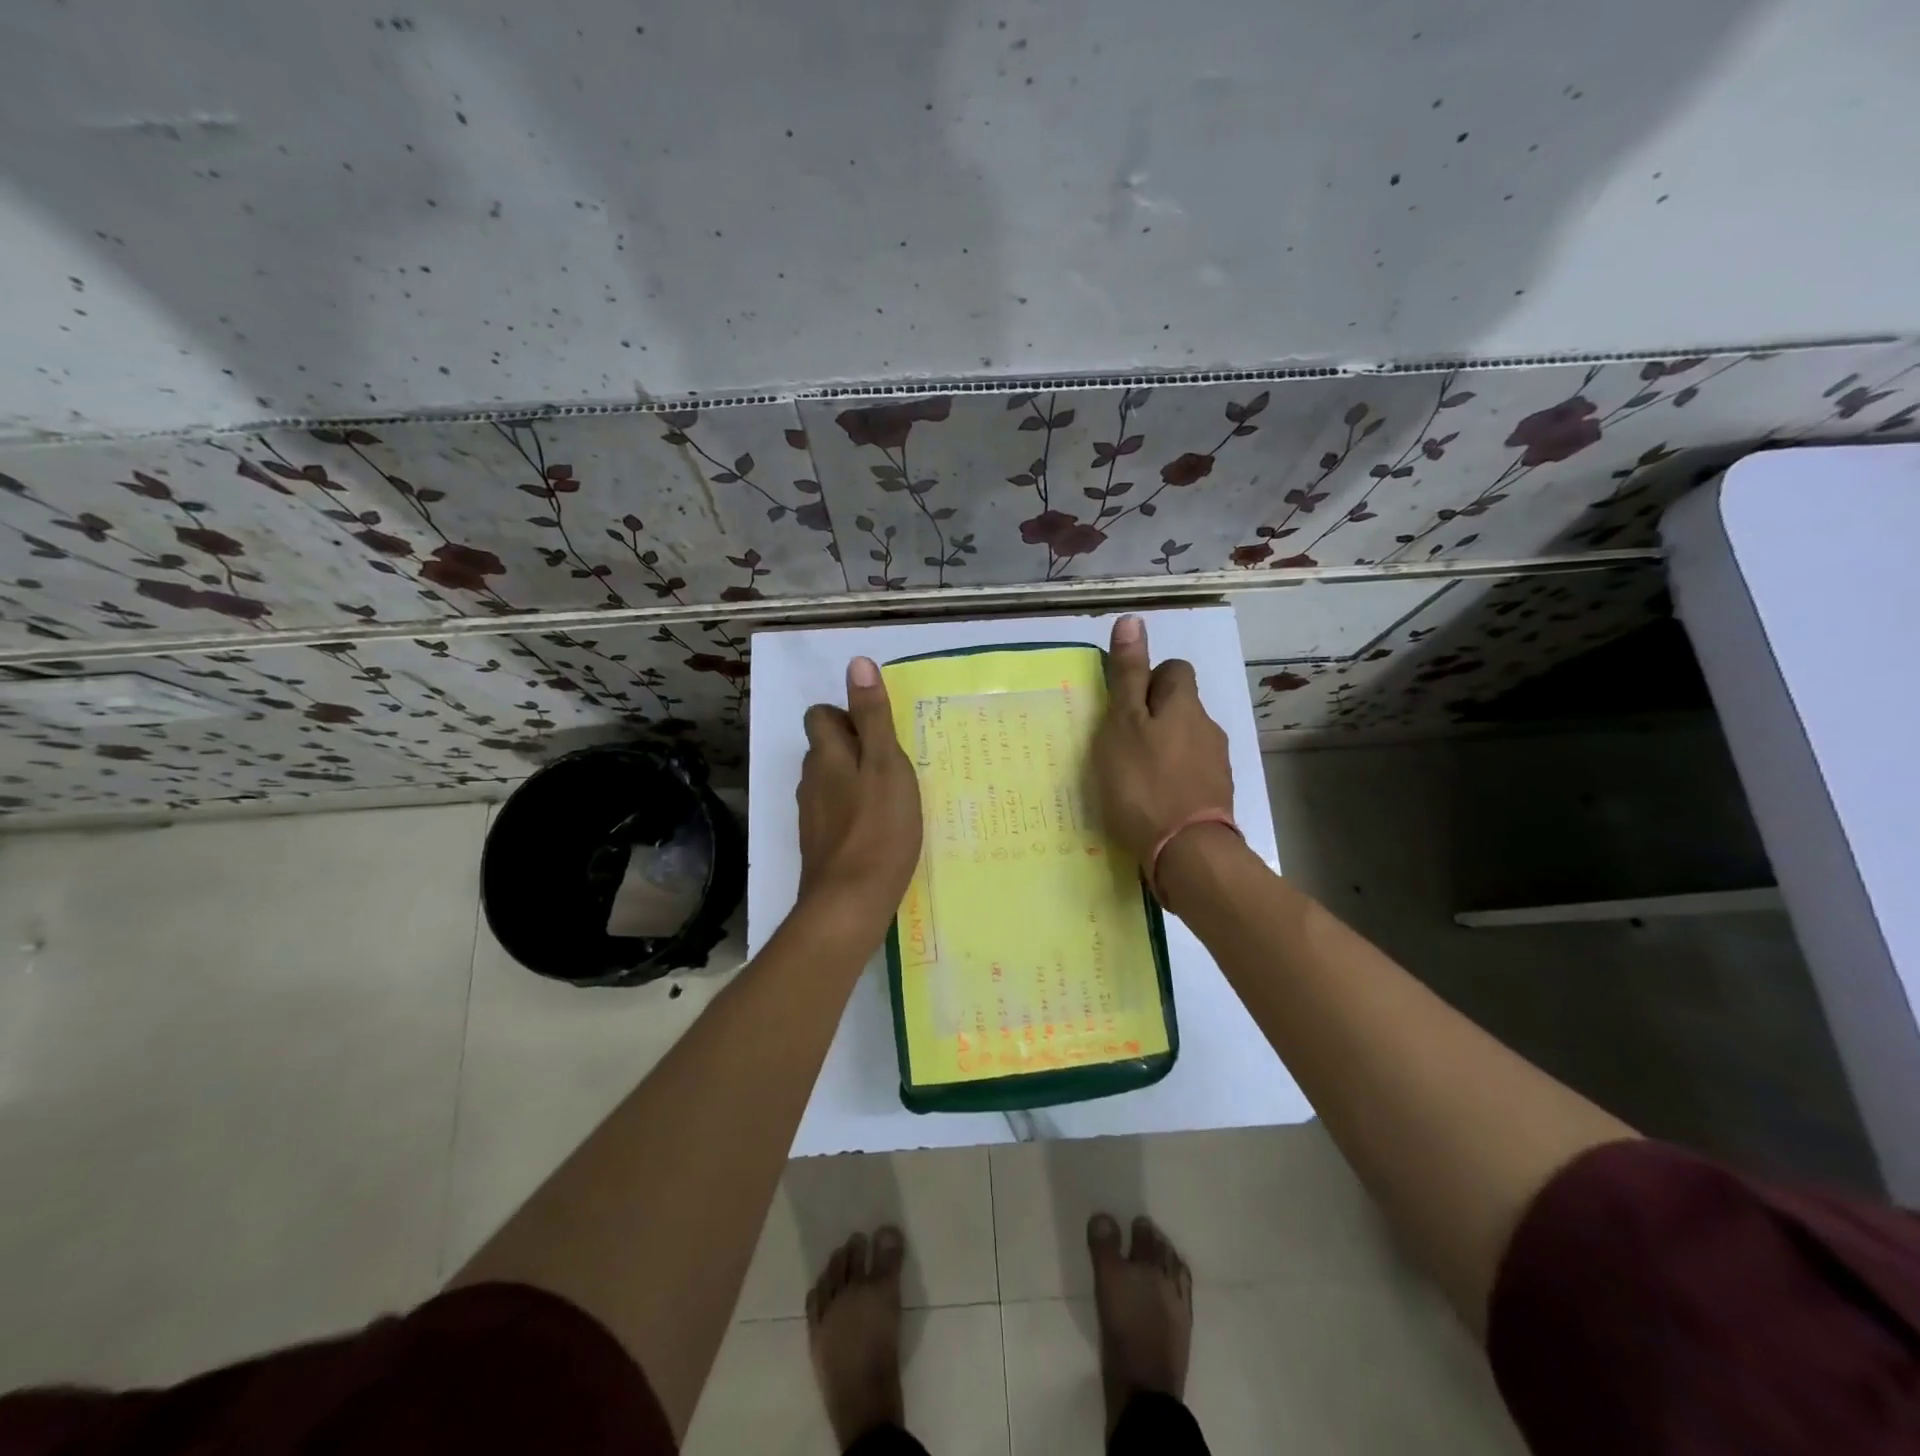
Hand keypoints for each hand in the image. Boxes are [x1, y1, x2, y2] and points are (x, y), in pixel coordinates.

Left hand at [796, 656, 923, 938]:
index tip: (877, 732)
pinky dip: (852, 812)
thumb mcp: (887, 765)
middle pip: (823, 750)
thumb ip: (873, 716)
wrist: (850, 903)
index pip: (819, 716)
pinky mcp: (819, 846)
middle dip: (851, 748)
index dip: (844, 715)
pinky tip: (877, 830)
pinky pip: (834, 814)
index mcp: (827, 756)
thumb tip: (857, 662)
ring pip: (829, 783)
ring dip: (853, 781)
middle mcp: (812, 781)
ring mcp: (812, 816)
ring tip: (889, 796)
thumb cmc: (878, 829)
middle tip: (891, 764)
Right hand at [1091, 616, 1233, 870]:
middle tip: (1120, 743)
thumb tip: (1133, 619)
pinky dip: (1171, 778)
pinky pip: (1190, 774)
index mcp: (1184, 705)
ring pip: (1185, 741)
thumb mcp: (1123, 723)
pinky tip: (1151, 800)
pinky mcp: (1216, 797)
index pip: (1174, 669)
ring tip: (1132, 776)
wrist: (1188, 853)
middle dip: (1154, 716)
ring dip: (1162, 749)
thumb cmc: (1144, 782)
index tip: (1122, 704)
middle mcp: (1207, 728)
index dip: (1149, 678)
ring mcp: (1216, 765)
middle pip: (1181, 707)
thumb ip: (1128, 676)